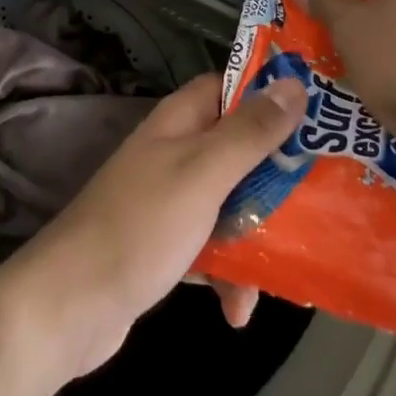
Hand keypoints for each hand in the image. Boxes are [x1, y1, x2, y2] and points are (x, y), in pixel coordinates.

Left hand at [0, 73, 303, 382]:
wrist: (70, 305)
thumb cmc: (141, 226)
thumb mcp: (203, 173)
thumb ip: (249, 133)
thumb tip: (294, 84)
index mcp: (179, 122)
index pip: (231, 87)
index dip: (272, 94)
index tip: (321, 113)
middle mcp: (175, 152)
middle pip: (239, 148)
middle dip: (277, 175)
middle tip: (325, 197)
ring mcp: (169, 200)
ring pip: (231, 201)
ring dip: (258, 234)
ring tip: (289, 268)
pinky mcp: (166, 245)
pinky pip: (212, 248)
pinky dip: (229, 275)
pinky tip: (239, 311)